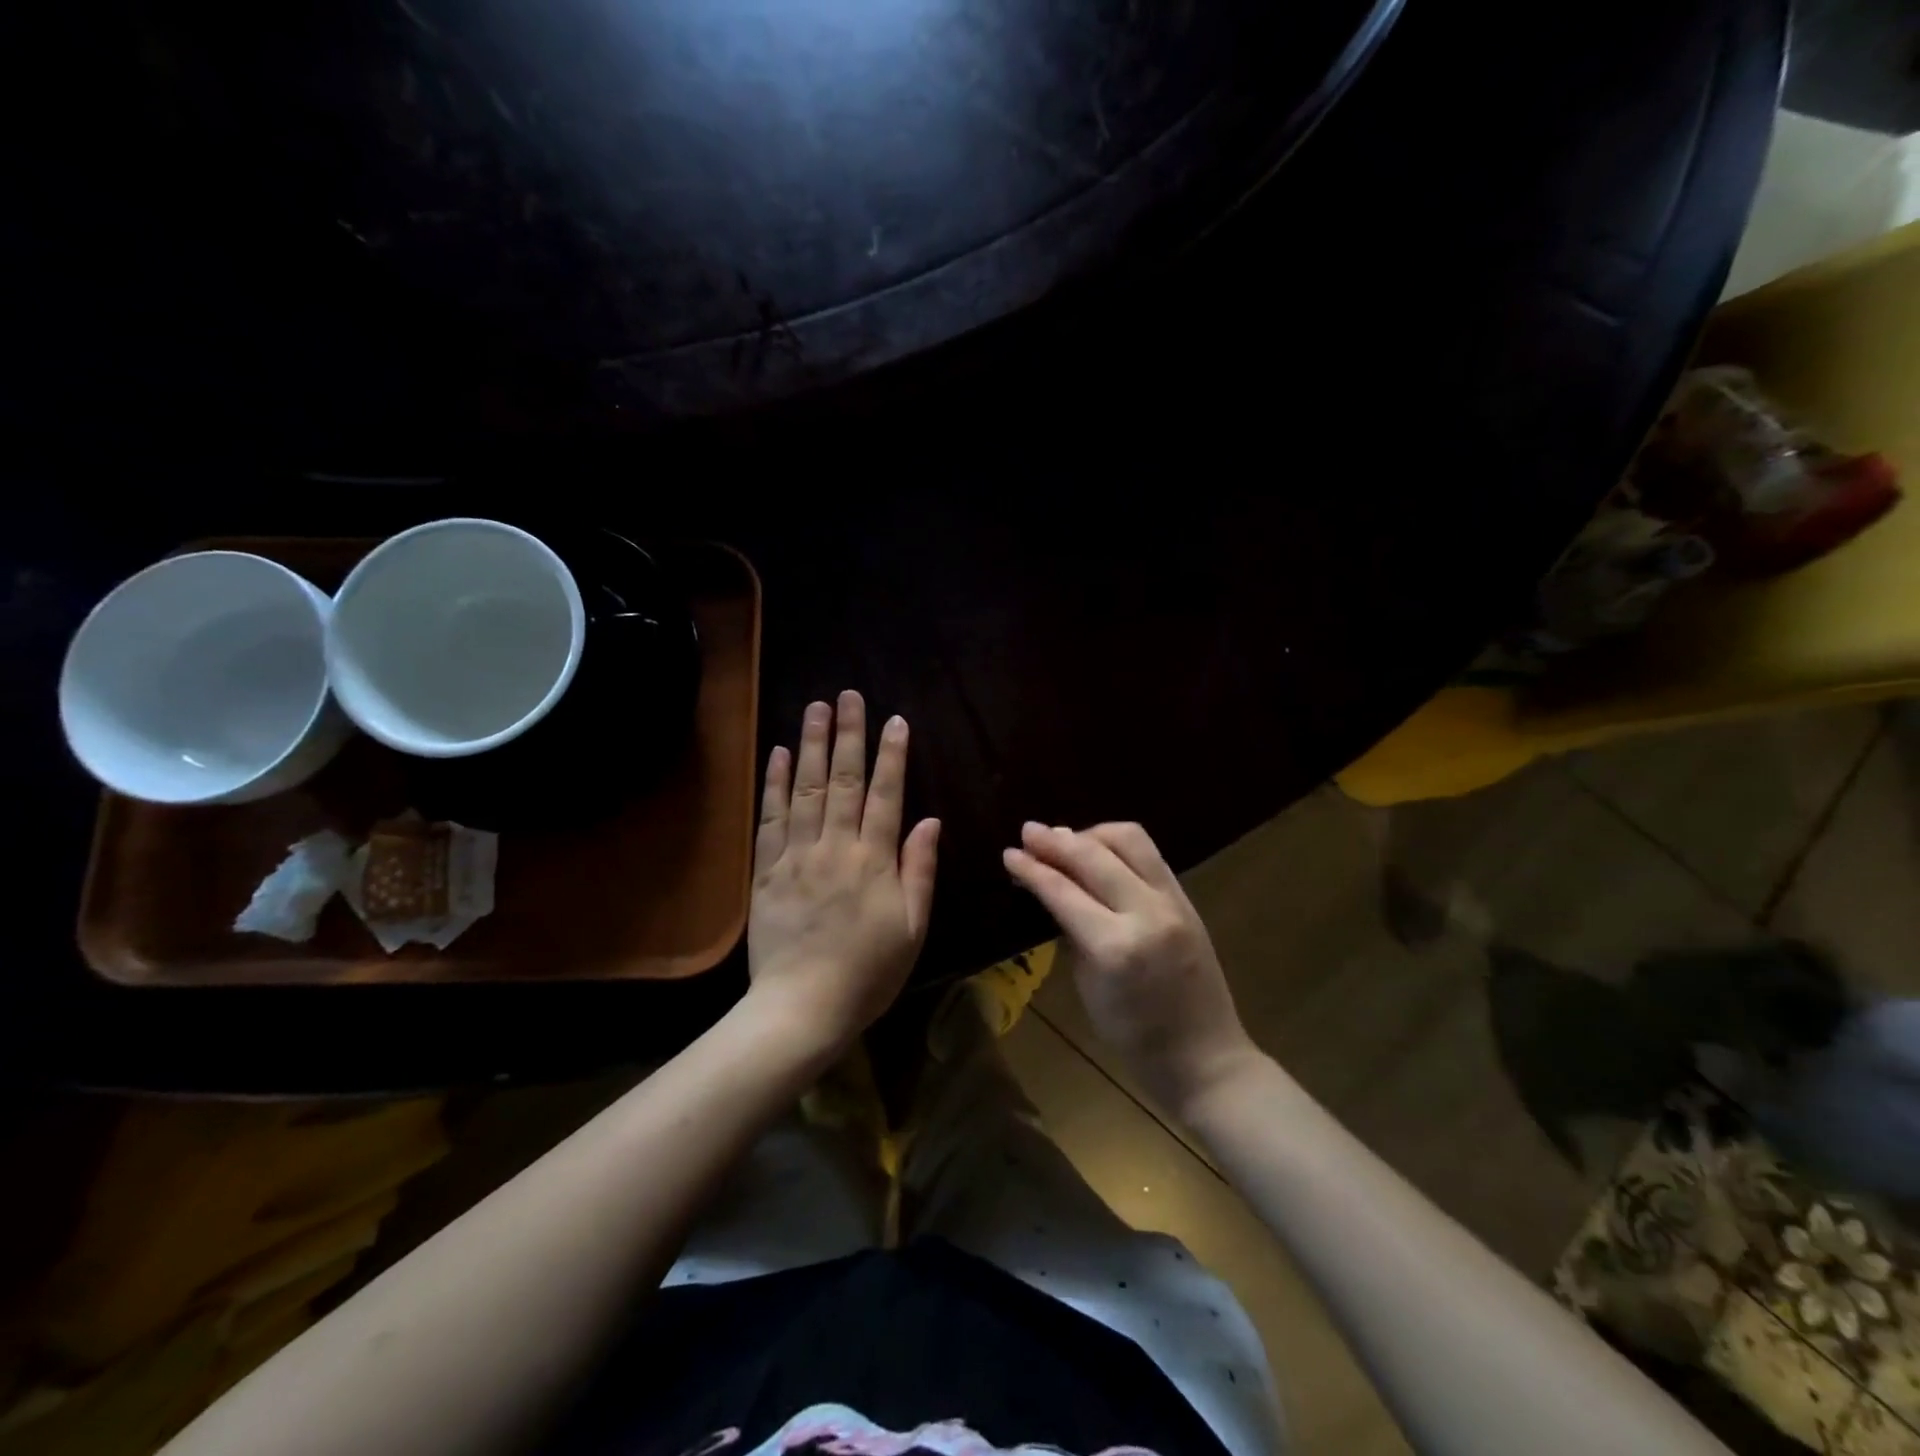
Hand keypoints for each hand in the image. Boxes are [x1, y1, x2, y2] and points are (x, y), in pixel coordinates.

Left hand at [747, 691, 939, 1057]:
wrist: (801, 1008)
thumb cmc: (868, 973)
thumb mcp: (911, 928)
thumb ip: (919, 870)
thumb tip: (930, 820)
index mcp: (874, 861)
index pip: (886, 795)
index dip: (892, 756)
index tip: (894, 721)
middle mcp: (836, 846)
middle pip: (843, 780)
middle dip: (848, 735)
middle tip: (848, 695)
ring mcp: (797, 855)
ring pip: (805, 789)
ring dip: (810, 745)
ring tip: (815, 708)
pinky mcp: (767, 870)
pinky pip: (770, 818)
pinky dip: (774, 784)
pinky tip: (778, 754)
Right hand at [1004, 821, 1256, 1116]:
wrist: (1206, 1057)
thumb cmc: (1134, 1037)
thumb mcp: (1087, 986)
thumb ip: (1070, 931)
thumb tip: (1048, 888)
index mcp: (1115, 947)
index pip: (1062, 892)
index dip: (1031, 869)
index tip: (1008, 853)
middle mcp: (1146, 913)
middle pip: (1093, 856)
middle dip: (1055, 841)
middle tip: (1028, 832)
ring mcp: (1173, 902)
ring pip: (1128, 840)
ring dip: (1091, 833)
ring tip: (1065, 839)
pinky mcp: (1187, 899)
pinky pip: (1149, 854)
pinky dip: (1118, 845)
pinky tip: (1098, 850)